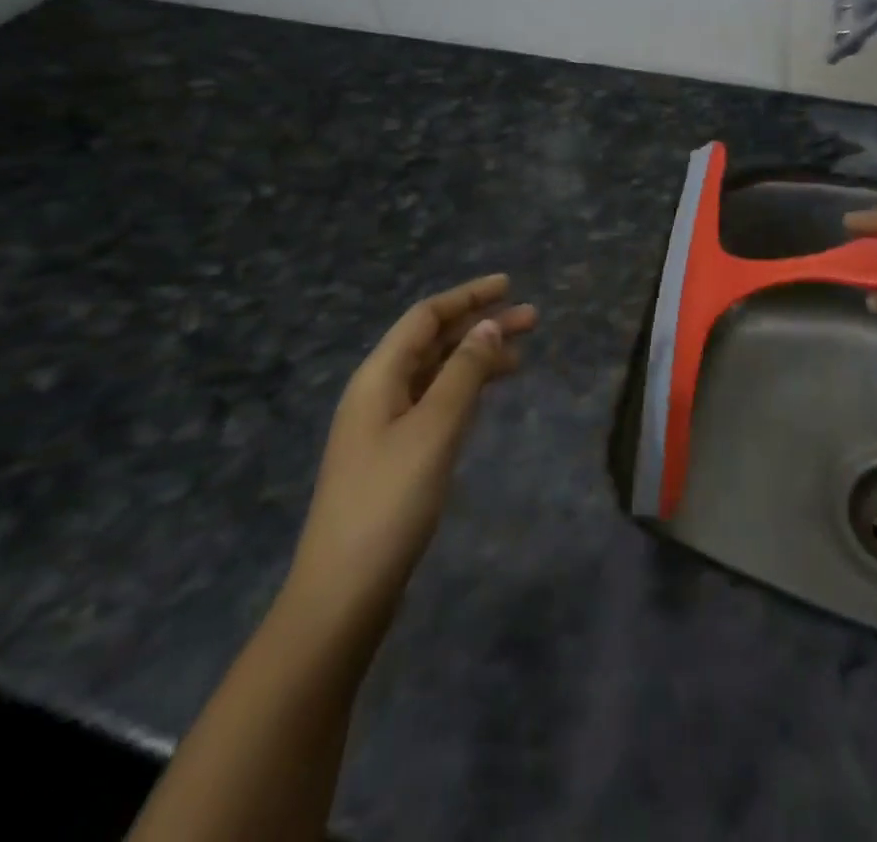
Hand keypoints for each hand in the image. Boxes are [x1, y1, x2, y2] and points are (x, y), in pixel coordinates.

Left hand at [282, 274, 535, 636]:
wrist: (344, 591)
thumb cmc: (390, 500)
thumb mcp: (434, 429)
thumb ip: (464, 373)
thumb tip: (488, 326)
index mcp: (379, 377)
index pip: (426, 318)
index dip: (467, 297)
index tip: (508, 285)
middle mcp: (379, 392)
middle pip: (434, 342)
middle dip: (481, 325)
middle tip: (532, 319)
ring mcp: (385, 426)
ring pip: (437, 373)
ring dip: (477, 357)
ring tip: (522, 354)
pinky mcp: (396, 455)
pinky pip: (436, 402)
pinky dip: (466, 388)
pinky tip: (487, 394)